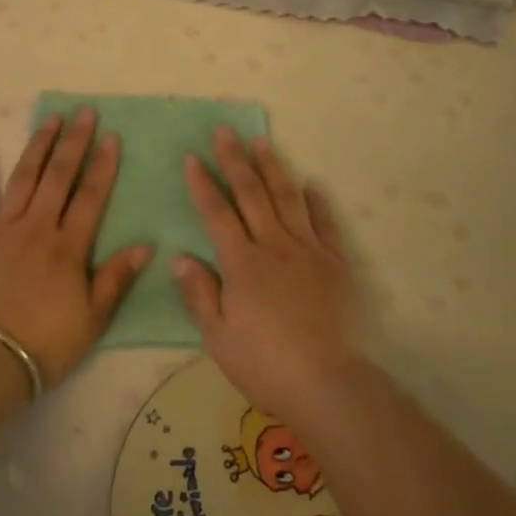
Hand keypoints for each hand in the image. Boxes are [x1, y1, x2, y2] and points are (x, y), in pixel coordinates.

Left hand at [0, 107, 152, 389]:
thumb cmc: (43, 344)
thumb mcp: (92, 320)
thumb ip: (116, 278)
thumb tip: (146, 244)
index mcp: (68, 246)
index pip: (90, 196)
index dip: (102, 165)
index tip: (111, 136)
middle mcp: (36, 227)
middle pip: (59, 176)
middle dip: (74, 142)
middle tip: (83, 112)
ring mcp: (0, 228)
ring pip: (23, 177)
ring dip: (38, 146)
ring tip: (50, 119)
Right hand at [173, 127, 362, 418]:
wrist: (328, 384)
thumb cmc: (265, 365)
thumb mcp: (218, 337)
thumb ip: (199, 293)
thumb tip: (179, 256)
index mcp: (241, 263)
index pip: (216, 214)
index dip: (202, 184)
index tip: (191, 157)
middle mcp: (274, 246)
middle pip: (251, 194)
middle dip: (234, 160)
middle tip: (224, 131)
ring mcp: (309, 251)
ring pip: (287, 199)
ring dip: (272, 168)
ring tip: (262, 141)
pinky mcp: (336, 264)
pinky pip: (326, 224)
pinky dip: (318, 202)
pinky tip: (312, 184)